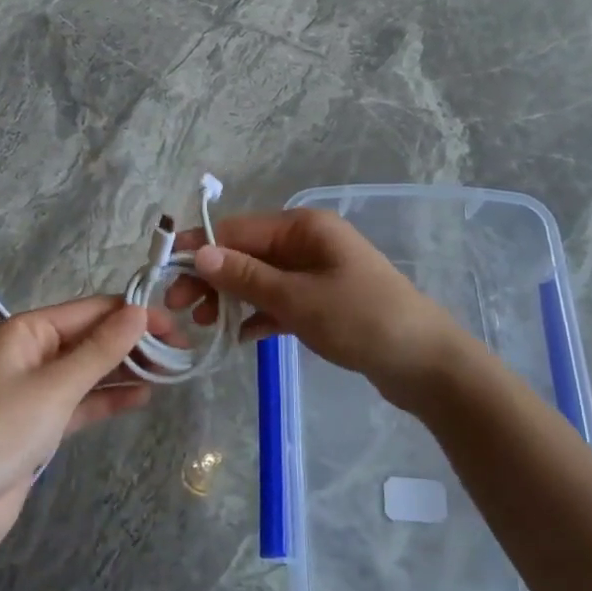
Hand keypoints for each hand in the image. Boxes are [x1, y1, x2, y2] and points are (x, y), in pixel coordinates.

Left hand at [0, 298, 163, 551]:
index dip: (133, 315)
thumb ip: (101, 349)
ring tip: (170, 372)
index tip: (174, 326)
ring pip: (92, 368)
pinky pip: (84, 398)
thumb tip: (140, 311)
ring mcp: (38, 386)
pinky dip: (111, 397)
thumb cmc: (4, 431)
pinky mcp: (44, 419)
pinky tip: (143, 396)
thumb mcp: (57, 386)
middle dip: (134, 343)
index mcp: (28, 330)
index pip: (91, 311)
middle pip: (93, 337)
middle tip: (179, 352)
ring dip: (127, 369)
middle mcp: (33, 350)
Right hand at [166, 208, 463, 394]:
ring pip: (260, 279)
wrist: (425, 363)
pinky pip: (280, 302)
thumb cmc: (361, 320)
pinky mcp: (323, 302)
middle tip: (179, 309)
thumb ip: (247, 277)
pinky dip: (259, 316)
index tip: (165, 274)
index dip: (199, 248)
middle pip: (246, 252)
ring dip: (232, 298)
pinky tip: (241, 339)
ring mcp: (316, 272)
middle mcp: (308, 242)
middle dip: (212, 277)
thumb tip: (200, 253)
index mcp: (303, 227)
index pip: (238, 229)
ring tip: (204, 327)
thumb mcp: (298, 298)